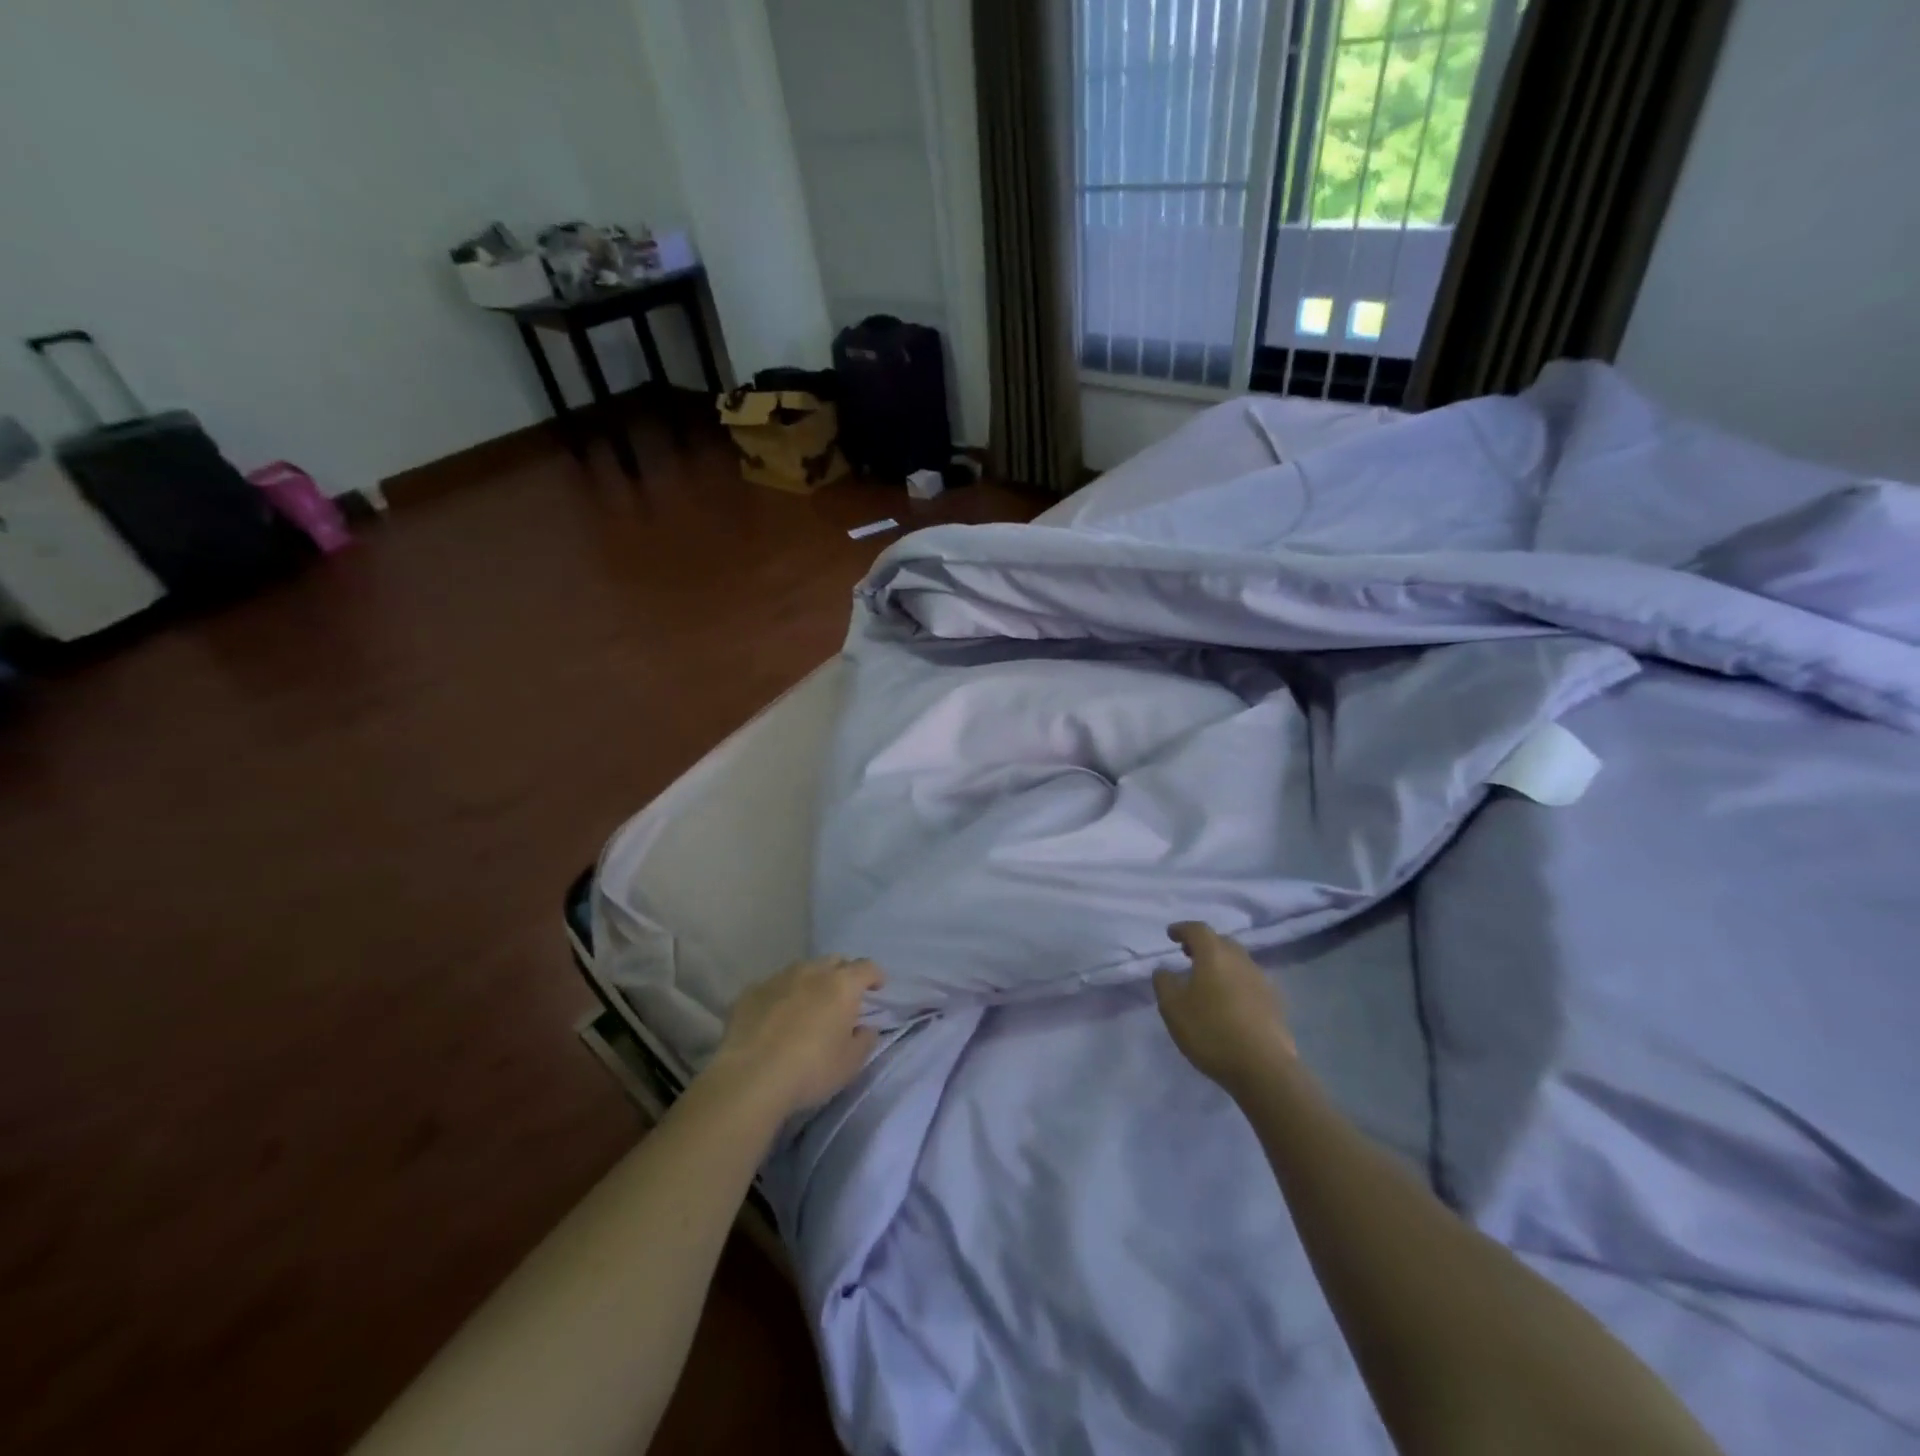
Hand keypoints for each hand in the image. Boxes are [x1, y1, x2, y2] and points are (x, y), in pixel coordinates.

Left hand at [706, 955, 883, 1118]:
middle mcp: (811, 972)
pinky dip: (781, 995)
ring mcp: (778, 978)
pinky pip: (773, 986)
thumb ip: (865, 1040)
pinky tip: (775, 1016)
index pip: (866, 967)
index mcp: (842, 985)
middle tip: (844, 996)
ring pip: (802, 970)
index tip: (878, 987)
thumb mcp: (851, 1063)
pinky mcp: (750, 992)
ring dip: (811, 982)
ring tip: (808, 1004)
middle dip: (843, 973)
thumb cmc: (811, 1070)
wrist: (750, 1078)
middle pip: (834, 961)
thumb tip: (865, 1027)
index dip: (875, 975)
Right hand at [1153, 922, 1295, 1097]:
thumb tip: (1165, 970)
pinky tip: (1228, 1002)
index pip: (1197, 930)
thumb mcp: (1172, 1008)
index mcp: (1215, 954)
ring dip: (1221, 964)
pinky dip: (1235, 983)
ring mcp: (1261, 981)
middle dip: (1203, 944)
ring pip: (1238, 962)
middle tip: (1187, 954)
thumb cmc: (1210, 1031)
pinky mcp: (1275, 1003)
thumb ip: (1164, 983)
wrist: (1264, 1068)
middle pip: (1221, 942)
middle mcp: (1241, 960)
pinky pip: (1249, 982)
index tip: (1171, 934)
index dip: (1182, 929)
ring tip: (1207, 980)